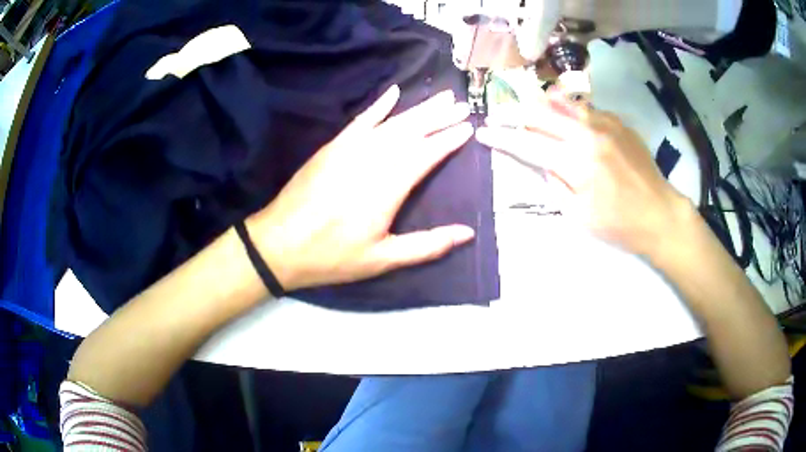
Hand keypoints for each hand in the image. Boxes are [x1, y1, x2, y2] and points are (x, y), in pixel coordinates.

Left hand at [249, 86, 475, 291]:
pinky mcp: (333, 146)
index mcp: (389, 185)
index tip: (468, 126)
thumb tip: (467, 233)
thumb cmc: (332, 255)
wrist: (279, 243)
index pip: (427, 153)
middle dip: (440, 116)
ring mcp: (350, 148)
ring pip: (392, 121)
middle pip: (413, 130)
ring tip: (441, 96)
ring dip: (419, 108)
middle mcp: (373, 158)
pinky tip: (393, 92)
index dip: (450, 139)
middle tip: (461, 104)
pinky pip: (361, 119)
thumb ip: (427, 246)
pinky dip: (379, 105)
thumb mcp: (383, 260)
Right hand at [476, 93, 691, 254]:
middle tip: (496, 114)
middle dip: (512, 113)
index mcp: (576, 162)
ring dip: (537, 104)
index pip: (528, 143)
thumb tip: (542, 161)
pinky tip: (560, 111)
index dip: (501, 137)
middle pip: (540, 113)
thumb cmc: (619, 224)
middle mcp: (587, 134)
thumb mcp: (578, 215)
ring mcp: (604, 123)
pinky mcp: (617, 122)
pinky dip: (566, 107)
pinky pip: (584, 108)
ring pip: (561, 103)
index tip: (483, 133)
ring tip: (523, 106)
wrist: (658, 213)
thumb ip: (554, 183)